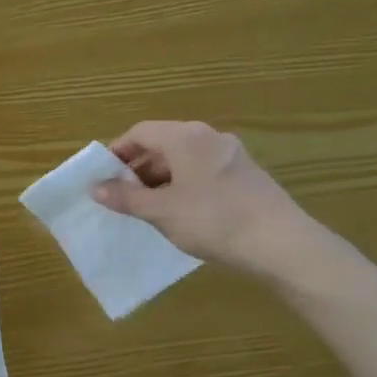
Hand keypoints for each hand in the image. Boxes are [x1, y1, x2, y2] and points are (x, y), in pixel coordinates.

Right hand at [92, 120, 337, 282]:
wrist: (281, 243)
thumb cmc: (212, 220)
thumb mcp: (161, 211)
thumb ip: (126, 197)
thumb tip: (95, 187)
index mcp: (185, 137)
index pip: (140, 132)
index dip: (117, 153)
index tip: (103, 177)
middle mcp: (209, 137)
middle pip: (163, 144)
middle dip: (138, 169)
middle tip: (122, 197)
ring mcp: (231, 155)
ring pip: (184, 160)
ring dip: (160, 180)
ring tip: (148, 209)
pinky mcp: (247, 175)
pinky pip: (203, 172)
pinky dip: (184, 186)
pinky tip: (181, 214)